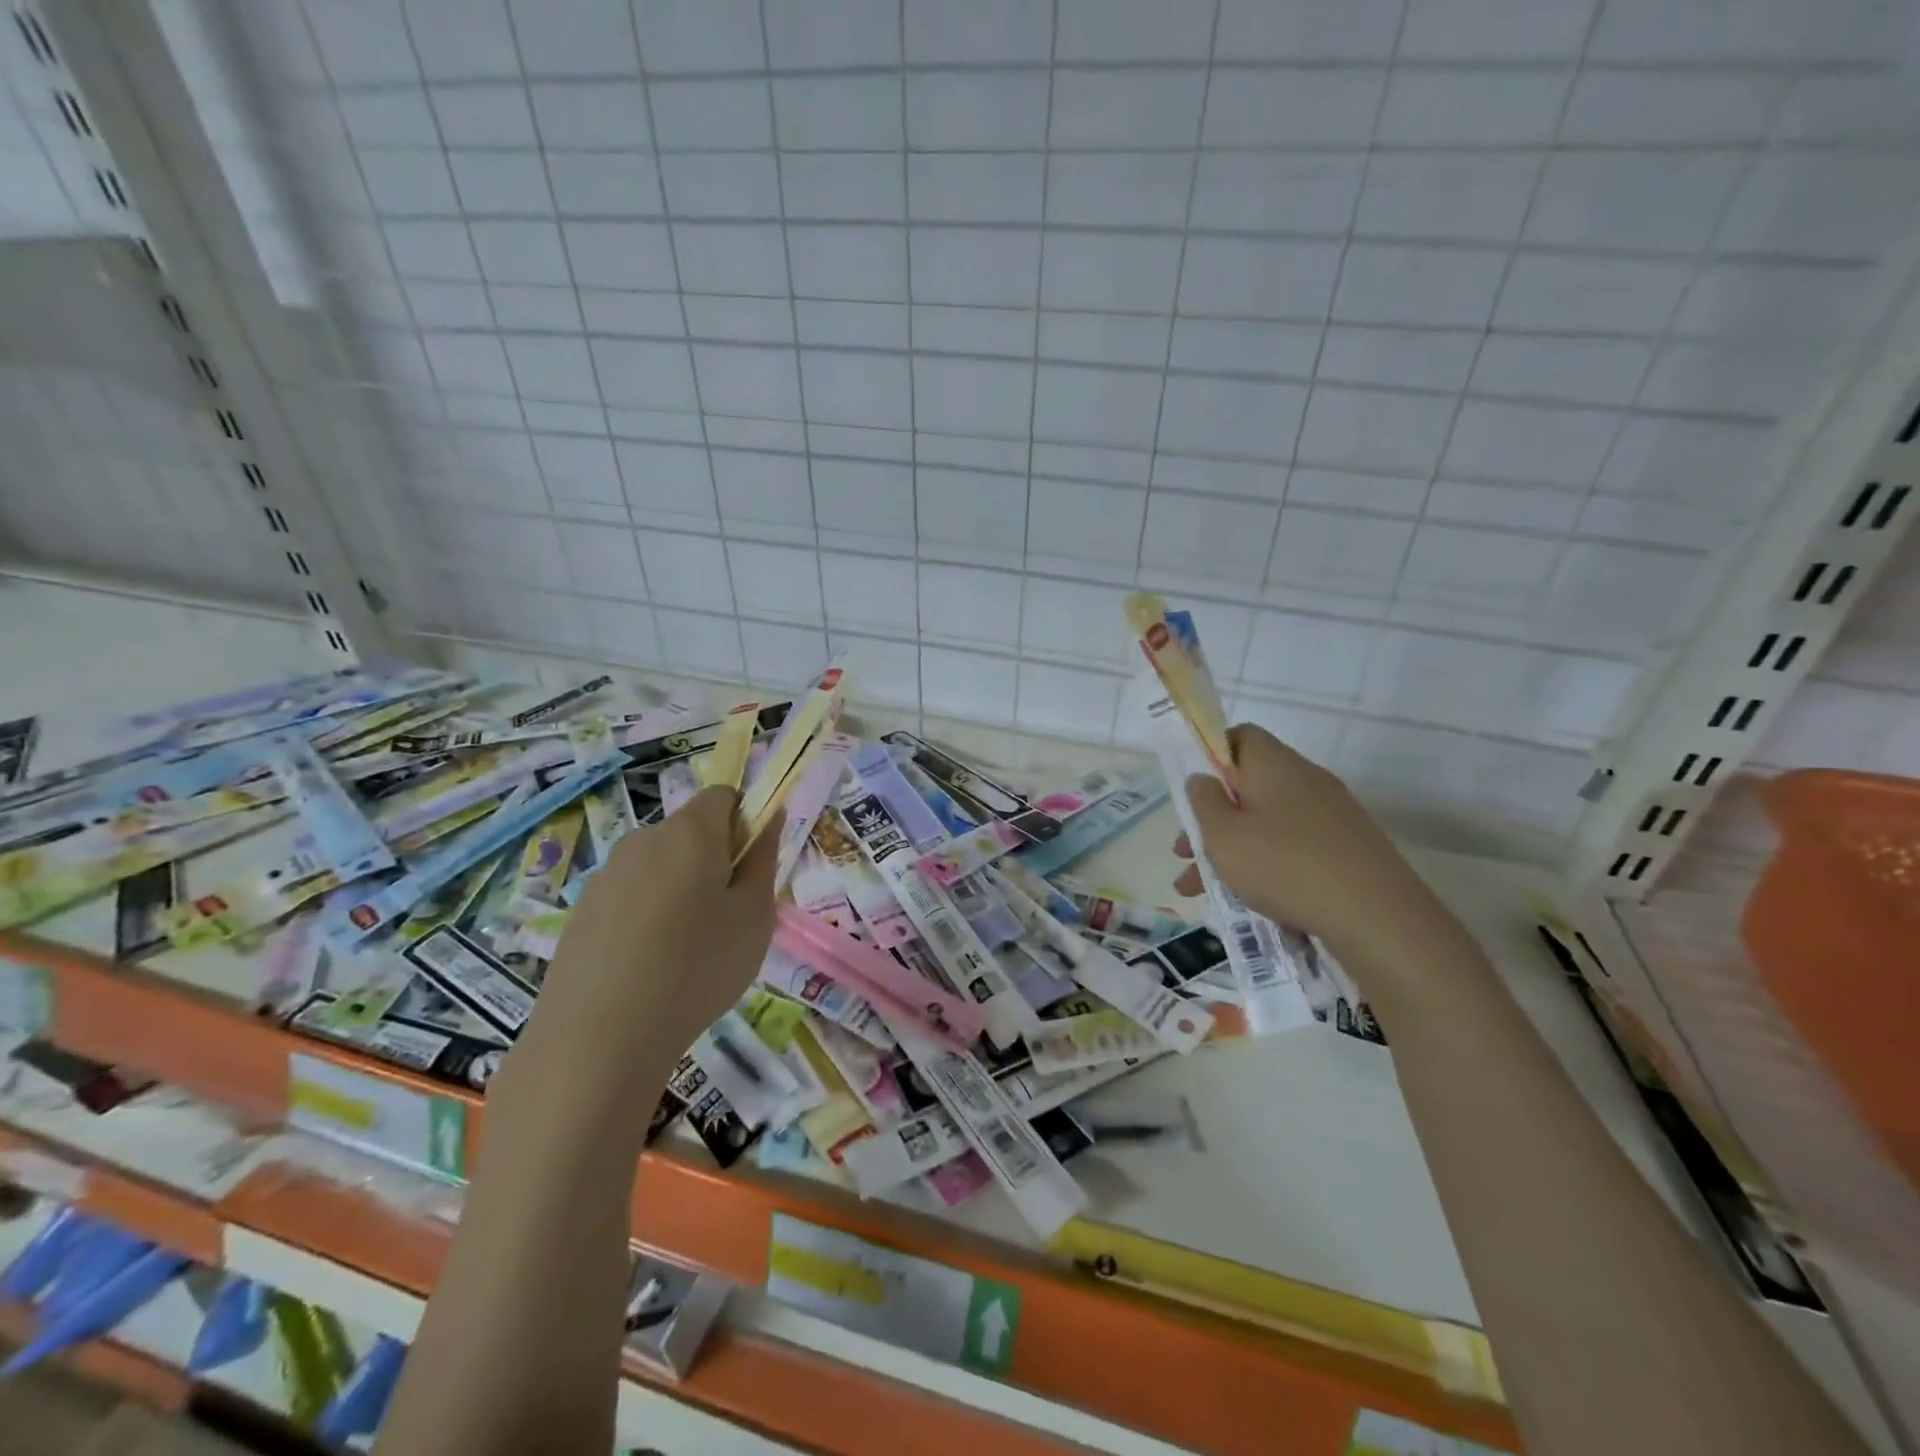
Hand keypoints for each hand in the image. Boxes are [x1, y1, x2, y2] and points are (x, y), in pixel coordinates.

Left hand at [530, 788, 782, 1091]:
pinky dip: (646, 917)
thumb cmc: (698, 968)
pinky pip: (629, 897)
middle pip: (689, 832)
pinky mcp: (581, 911)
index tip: (750, 869)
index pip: (723, 795)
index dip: (744, 822)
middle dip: (713, 860)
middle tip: (727, 916)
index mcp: (690, 831)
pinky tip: (648, 967)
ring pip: (658, 867)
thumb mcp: (754, 915)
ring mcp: (606, 875)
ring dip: (679, 890)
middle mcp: (643, 839)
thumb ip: (764, 858)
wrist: (598, 1038)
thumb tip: (769, 817)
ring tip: (686, 951)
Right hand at [1173, 724, 1445, 967]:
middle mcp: (1306, 780)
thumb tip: (1202, 779)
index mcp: (1274, 764)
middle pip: (1248, 787)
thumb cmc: (1284, 866)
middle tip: (1186, 854)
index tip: (1193, 795)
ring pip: (1267, 823)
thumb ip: (1203, 801)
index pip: (1239, 737)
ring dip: (1232, 850)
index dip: (1210, 758)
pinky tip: (1249, 902)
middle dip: (1213, 819)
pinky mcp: (1347, 849)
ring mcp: (1331, 815)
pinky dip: (1266, 866)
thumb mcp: (1223, 834)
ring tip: (1201, 891)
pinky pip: (1293, 847)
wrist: (1377, 917)